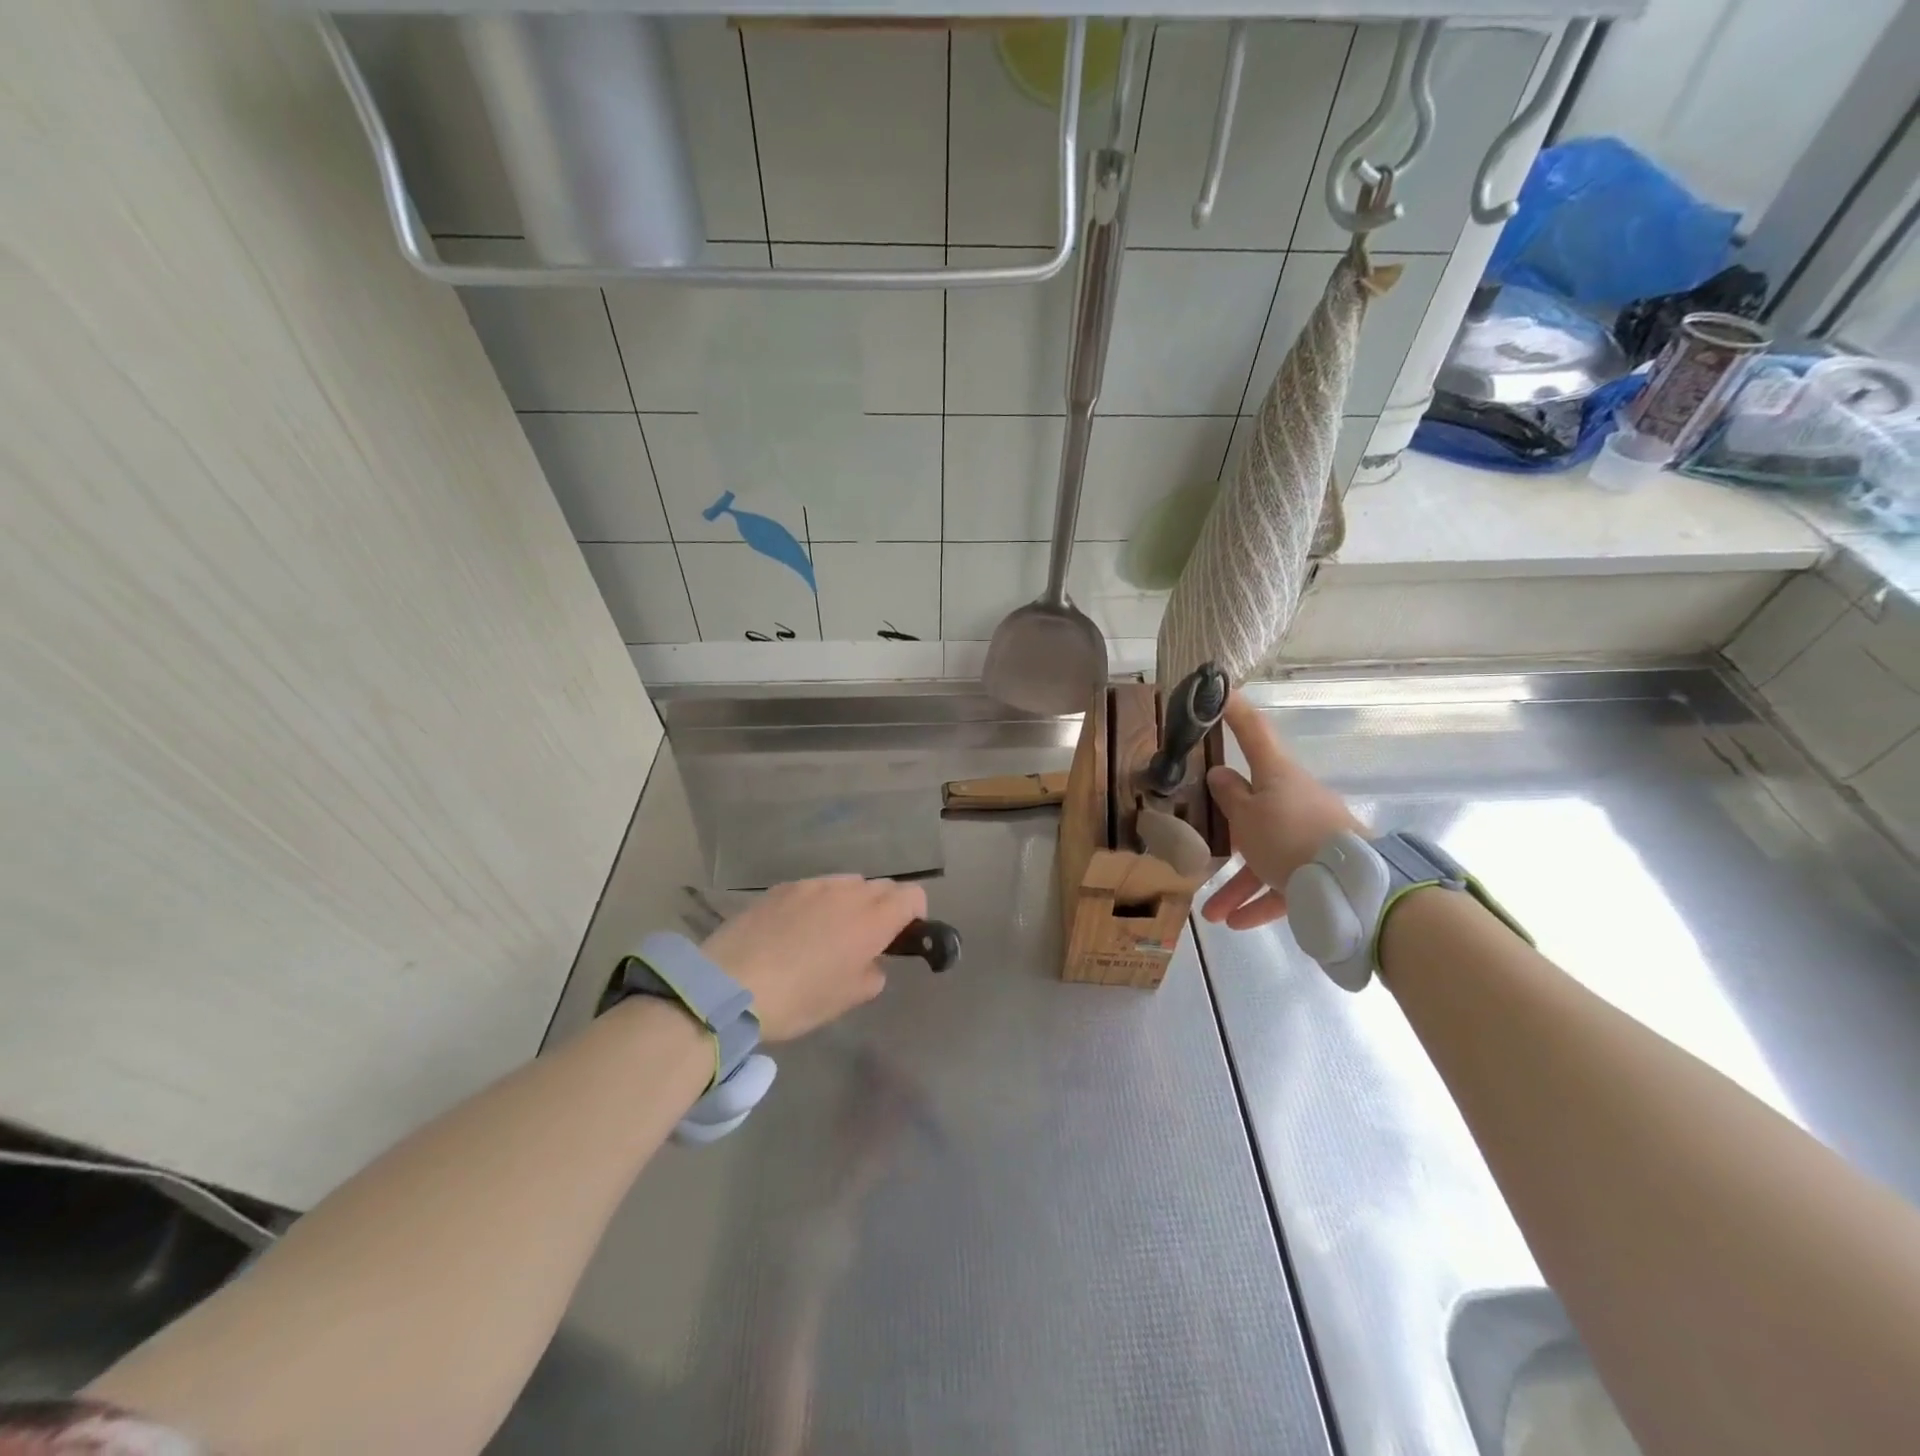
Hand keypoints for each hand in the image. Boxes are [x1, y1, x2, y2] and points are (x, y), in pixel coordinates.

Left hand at [701, 876, 925, 1041]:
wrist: (730, 985)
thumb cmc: (798, 998)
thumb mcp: (847, 998)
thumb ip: (872, 973)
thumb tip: (870, 961)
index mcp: (873, 919)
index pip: (913, 895)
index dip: (914, 913)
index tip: (902, 937)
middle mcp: (848, 892)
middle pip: (882, 886)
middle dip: (883, 907)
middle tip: (866, 940)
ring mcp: (813, 885)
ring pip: (847, 884)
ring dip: (850, 902)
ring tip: (828, 932)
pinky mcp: (782, 887)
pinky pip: (814, 888)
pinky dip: (817, 903)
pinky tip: (795, 930)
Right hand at [1203, 692, 1365, 930]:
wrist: (1353, 886)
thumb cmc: (1288, 837)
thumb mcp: (1245, 816)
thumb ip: (1228, 796)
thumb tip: (1219, 774)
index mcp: (1277, 775)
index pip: (1253, 731)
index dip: (1234, 710)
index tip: (1220, 691)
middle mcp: (1294, 799)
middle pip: (1254, 807)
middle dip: (1227, 832)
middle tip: (1202, 842)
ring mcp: (1310, 834)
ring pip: (1265, 854)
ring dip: (1237, 883)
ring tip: (1211, 913)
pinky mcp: (1321, 869)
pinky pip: (1284, 883)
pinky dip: (1261, 901)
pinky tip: (1238, 923)